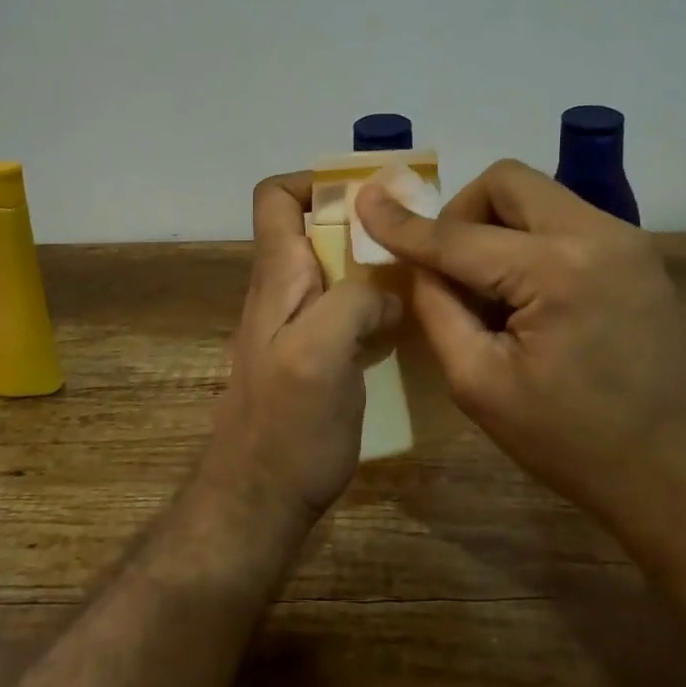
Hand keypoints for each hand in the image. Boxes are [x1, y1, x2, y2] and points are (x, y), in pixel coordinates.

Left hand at [203, 173, 401, 530]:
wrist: (259, 504)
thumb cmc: (286, 428)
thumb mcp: (320, 352)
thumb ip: (354, 301)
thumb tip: (387, 290)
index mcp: (277, 277)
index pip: (275, 198)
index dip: (316, 182)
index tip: (371, 195)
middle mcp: (284, 293)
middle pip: (317, 231)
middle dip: (365, 224)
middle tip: (420, 237)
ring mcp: (299, 328)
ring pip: (338, 272)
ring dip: (377, 266)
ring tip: (426, 275)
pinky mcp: (317, 359)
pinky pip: (349, 312)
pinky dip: (379, 306)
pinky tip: (412, 327)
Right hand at [353, 159, 685, 533]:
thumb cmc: (576, 446)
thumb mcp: (482, 386)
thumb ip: (438, 311)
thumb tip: (418, 263)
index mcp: (555, 269)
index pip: (458, 235)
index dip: (403, 223)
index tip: (363, 202)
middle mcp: (597, 233)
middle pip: (506, 182)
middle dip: (462, 213)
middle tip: (451, 269)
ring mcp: (626, 240)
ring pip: (538, 197)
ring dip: (498, 227)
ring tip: (492, 292)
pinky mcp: (639, 256)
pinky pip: (566, 221)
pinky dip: (531, 241)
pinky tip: (531, 298)